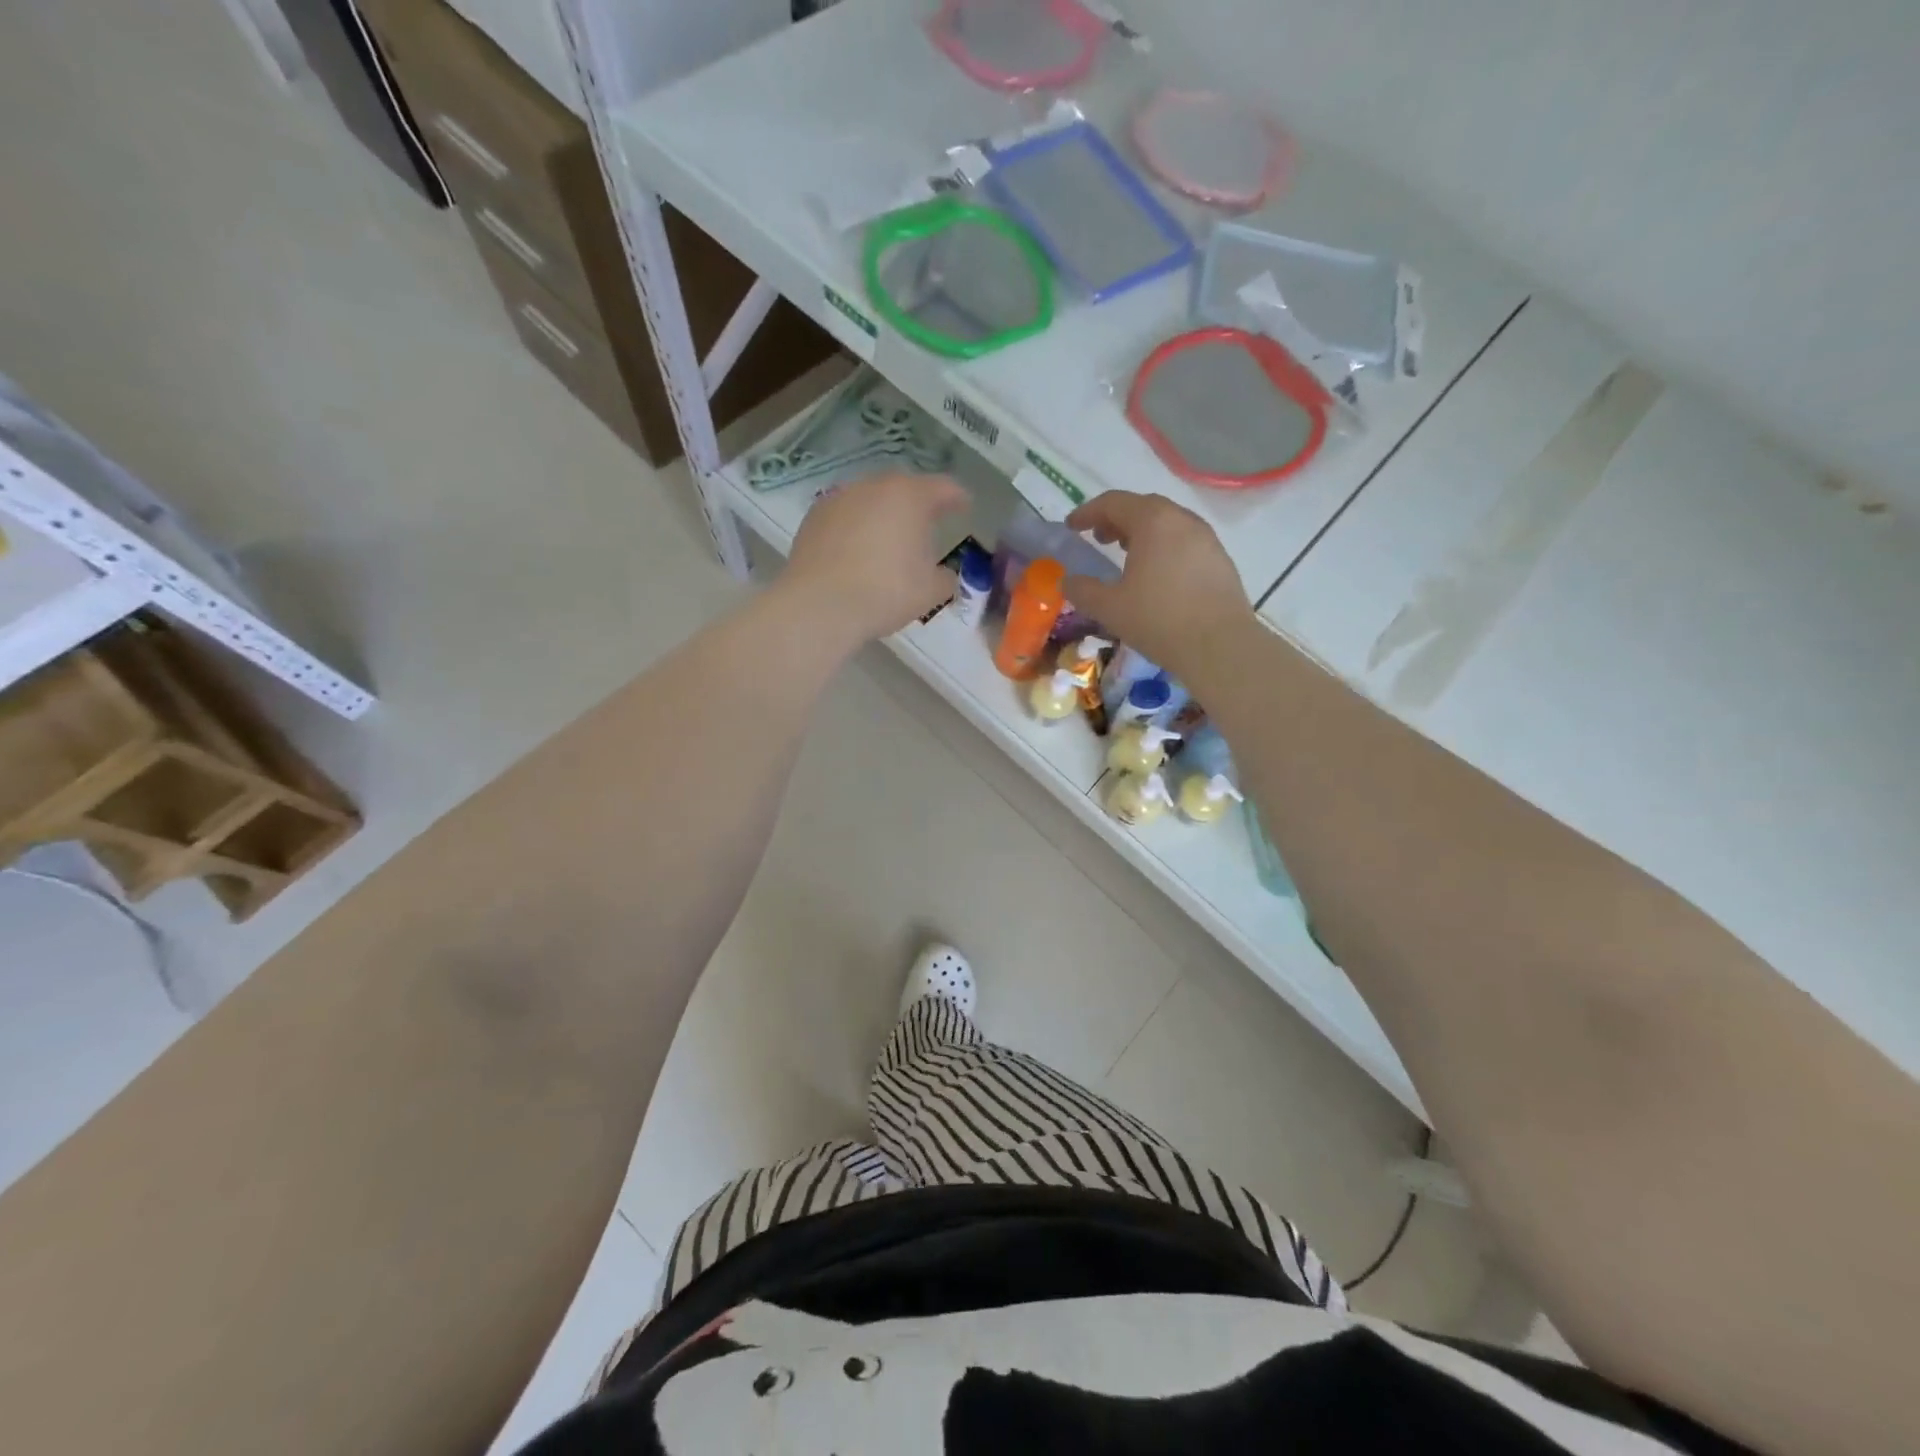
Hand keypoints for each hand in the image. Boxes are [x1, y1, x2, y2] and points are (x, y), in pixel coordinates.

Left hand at [779, 471, 969, 647]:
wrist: (819, 605)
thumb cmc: (886, 592)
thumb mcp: (931, 591)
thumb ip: (946, 578)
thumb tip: (945, 575)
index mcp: (909, 496)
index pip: (943, 488)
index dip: (958, 498)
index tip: (965, 507)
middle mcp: (873, 487)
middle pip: (903, 488)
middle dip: (917, 504)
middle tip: (928, 524)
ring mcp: (839, 499)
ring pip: (871, 500)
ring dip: (884, 514)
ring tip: (890, 539)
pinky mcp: (813, 518)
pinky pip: (845, 517)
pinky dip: (856, 527)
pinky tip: (858, 550)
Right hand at [1063, 492, 1254, 674]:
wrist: (1220, 646)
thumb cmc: (1158, 620)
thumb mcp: (1109, 608)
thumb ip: (1082, 590)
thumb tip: (1067, 581)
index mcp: (1153, 521)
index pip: (1114, 502)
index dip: (1088, 512)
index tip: (1071, 526)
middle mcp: (1182, 520)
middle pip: (1144, 507)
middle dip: (1116, 519)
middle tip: (1099, 538)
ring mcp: (1206, 538)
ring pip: (1167, 523)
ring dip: (1142, 532)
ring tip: (1127, 555)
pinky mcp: (1220, 560)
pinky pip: (1185, 542)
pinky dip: (1164, 547)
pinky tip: (1157, 575)